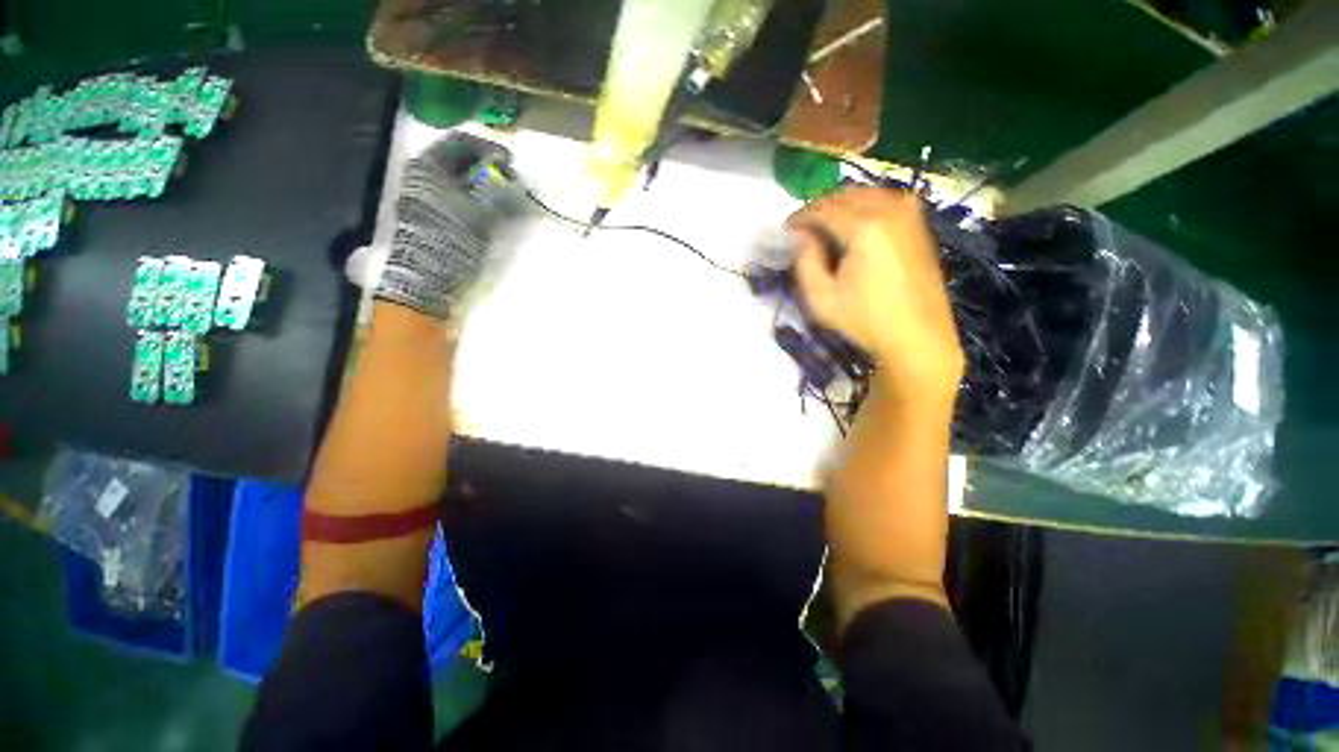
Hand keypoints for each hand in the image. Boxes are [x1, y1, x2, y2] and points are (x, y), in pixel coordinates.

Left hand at [375, 134, 519, 321]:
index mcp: (427, 166)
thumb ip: (495, 192)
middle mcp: (421, 175)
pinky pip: (452, 194)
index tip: (509, 161)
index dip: (486, 148)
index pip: (458, 143)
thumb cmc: (452, 240)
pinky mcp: (427, 214)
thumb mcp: (479, 213)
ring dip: (479, 181)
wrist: (428, 276)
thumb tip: (511, 180)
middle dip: (484, 165)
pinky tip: (487, 205)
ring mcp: (422, 195)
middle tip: (508, 176)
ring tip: (501, 191)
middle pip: (456, 159)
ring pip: (455, 177)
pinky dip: (471, 195)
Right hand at [787, 187, 963, 402]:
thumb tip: (799, 235)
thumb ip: (805, 262)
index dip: (799, 218)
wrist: (919, 336)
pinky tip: (852, 228)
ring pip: (865, 193)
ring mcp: (909, 214)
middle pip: (843, 194)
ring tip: (824, 228)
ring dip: (840, 205)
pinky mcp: (918, 223)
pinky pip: (883, 200)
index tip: (785, 232)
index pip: (822, 209)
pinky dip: (862, 207)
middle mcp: (890, 210)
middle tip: (802, 230)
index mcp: (865, 228)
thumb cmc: (866, 321)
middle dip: (818, 208)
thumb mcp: (822, 300)